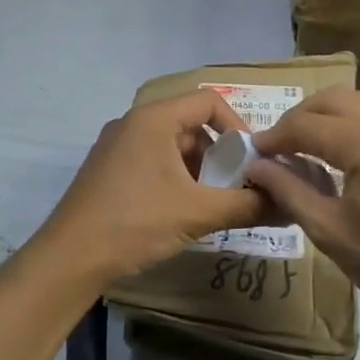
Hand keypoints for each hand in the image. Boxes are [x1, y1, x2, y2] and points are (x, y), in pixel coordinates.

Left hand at [34, 89, 270, 286]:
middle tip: (238, 189)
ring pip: (172, 148)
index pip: (208, 101)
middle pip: (191, 125)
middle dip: (220, 156)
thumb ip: (247, 205)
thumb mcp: (197, 213)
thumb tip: (289, 205)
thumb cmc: (135, 223)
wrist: (69, 258)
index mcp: (153, 119)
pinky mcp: (108, 171)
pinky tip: (184, 213)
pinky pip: (153, 163)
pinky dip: (176, 181)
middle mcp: (133, 124)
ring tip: (214, 205)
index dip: (238, 127)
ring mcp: (116, 148)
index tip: (253, 162)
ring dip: (200, 172)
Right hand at [246, 88, 359, 332]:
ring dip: (328, 120)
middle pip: (332, 100)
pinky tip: (348, 159)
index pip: (305, 125)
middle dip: (299, 118)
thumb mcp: (329, 230)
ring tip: (308, 151)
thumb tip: (256, 167)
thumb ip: (288, 191)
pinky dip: (356, 128)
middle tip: (278, 147)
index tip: (252, 153)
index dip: (273, 137)